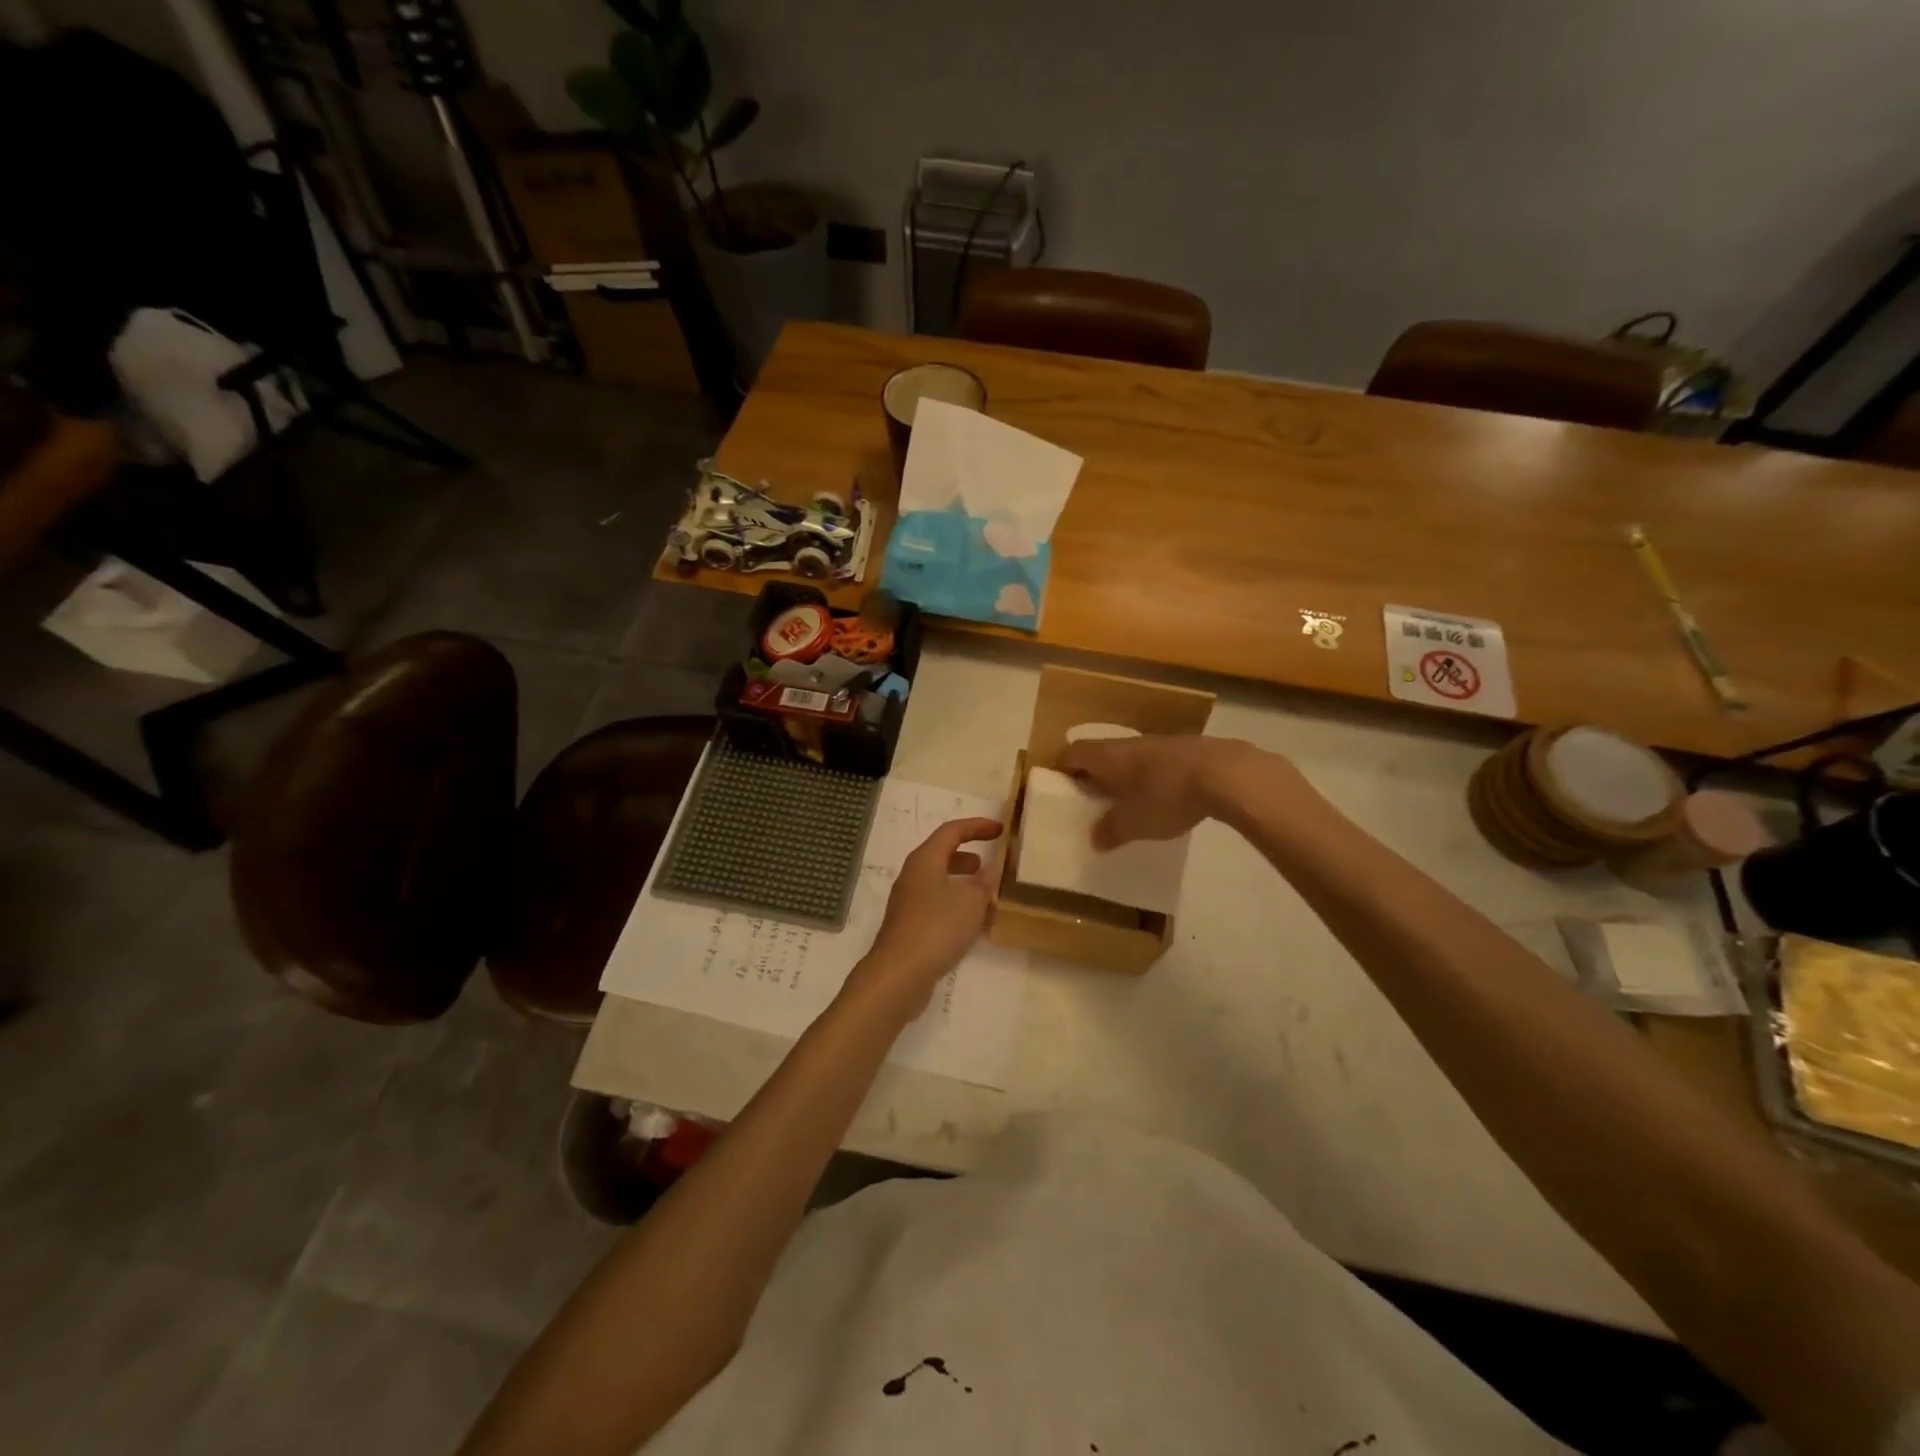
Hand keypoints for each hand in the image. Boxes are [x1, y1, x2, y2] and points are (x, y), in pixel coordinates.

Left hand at [843, 817, 1003, 1019]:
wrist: (899, 974)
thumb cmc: (936, 927)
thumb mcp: (971, 901)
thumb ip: (984, 882)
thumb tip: (989, 870)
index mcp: (925, 860)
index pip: (952, 831)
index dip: (977, 826)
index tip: (1000, 830)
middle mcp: (913, 876)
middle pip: (942, 855)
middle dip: (968, 856)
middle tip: (991, 864)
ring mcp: (908, 902)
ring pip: (940, 882)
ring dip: (963, 883)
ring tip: (988, 895)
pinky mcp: (909, 926)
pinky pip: (937, 905)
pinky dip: (956, 905)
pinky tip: (973, 924)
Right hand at [1061, 735, 1271, 847]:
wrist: (1227, 773)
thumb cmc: (1167, 796)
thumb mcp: (1134, 823)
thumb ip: (1110, 831)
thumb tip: (1094, 839)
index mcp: (1107, 756)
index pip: (1073, 754)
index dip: (1064, 769)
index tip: (1062, 789)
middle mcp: (1129, 743)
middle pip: (1101, 753)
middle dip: (1095, 774)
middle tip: (1093, 799)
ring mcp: (1160, 742)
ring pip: (1131, 756)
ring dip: (1126, 775)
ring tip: (1128, 801)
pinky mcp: (1188, 749)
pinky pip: (1158, 761)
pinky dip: (1153, 776)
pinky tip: (1165, 796)